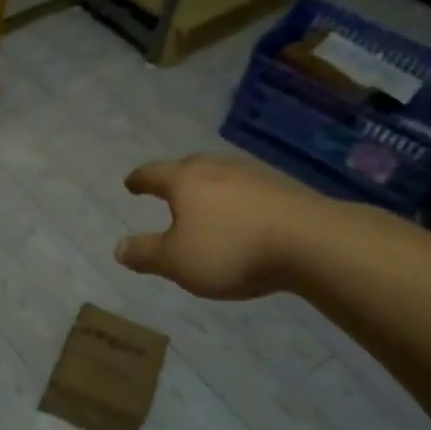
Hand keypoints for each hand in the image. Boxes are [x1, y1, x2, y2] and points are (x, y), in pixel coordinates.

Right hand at [114, 154, 328, 299]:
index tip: (130, 184)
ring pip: (221, 175)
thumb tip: (118, 248)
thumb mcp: (177, 262)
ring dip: (209, 188)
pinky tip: (243, 215)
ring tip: (205, 203)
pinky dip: (238, 199)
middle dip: (175, 178)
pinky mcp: (284, 188)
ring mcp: (253, 174)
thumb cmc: (231, 249)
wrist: (312, 242)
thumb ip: (146, 254)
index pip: (153, 173)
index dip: (139, 180)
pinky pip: (249, 189)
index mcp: (185, 180)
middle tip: (167, 189)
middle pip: (189, 167)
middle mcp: (216, 168)